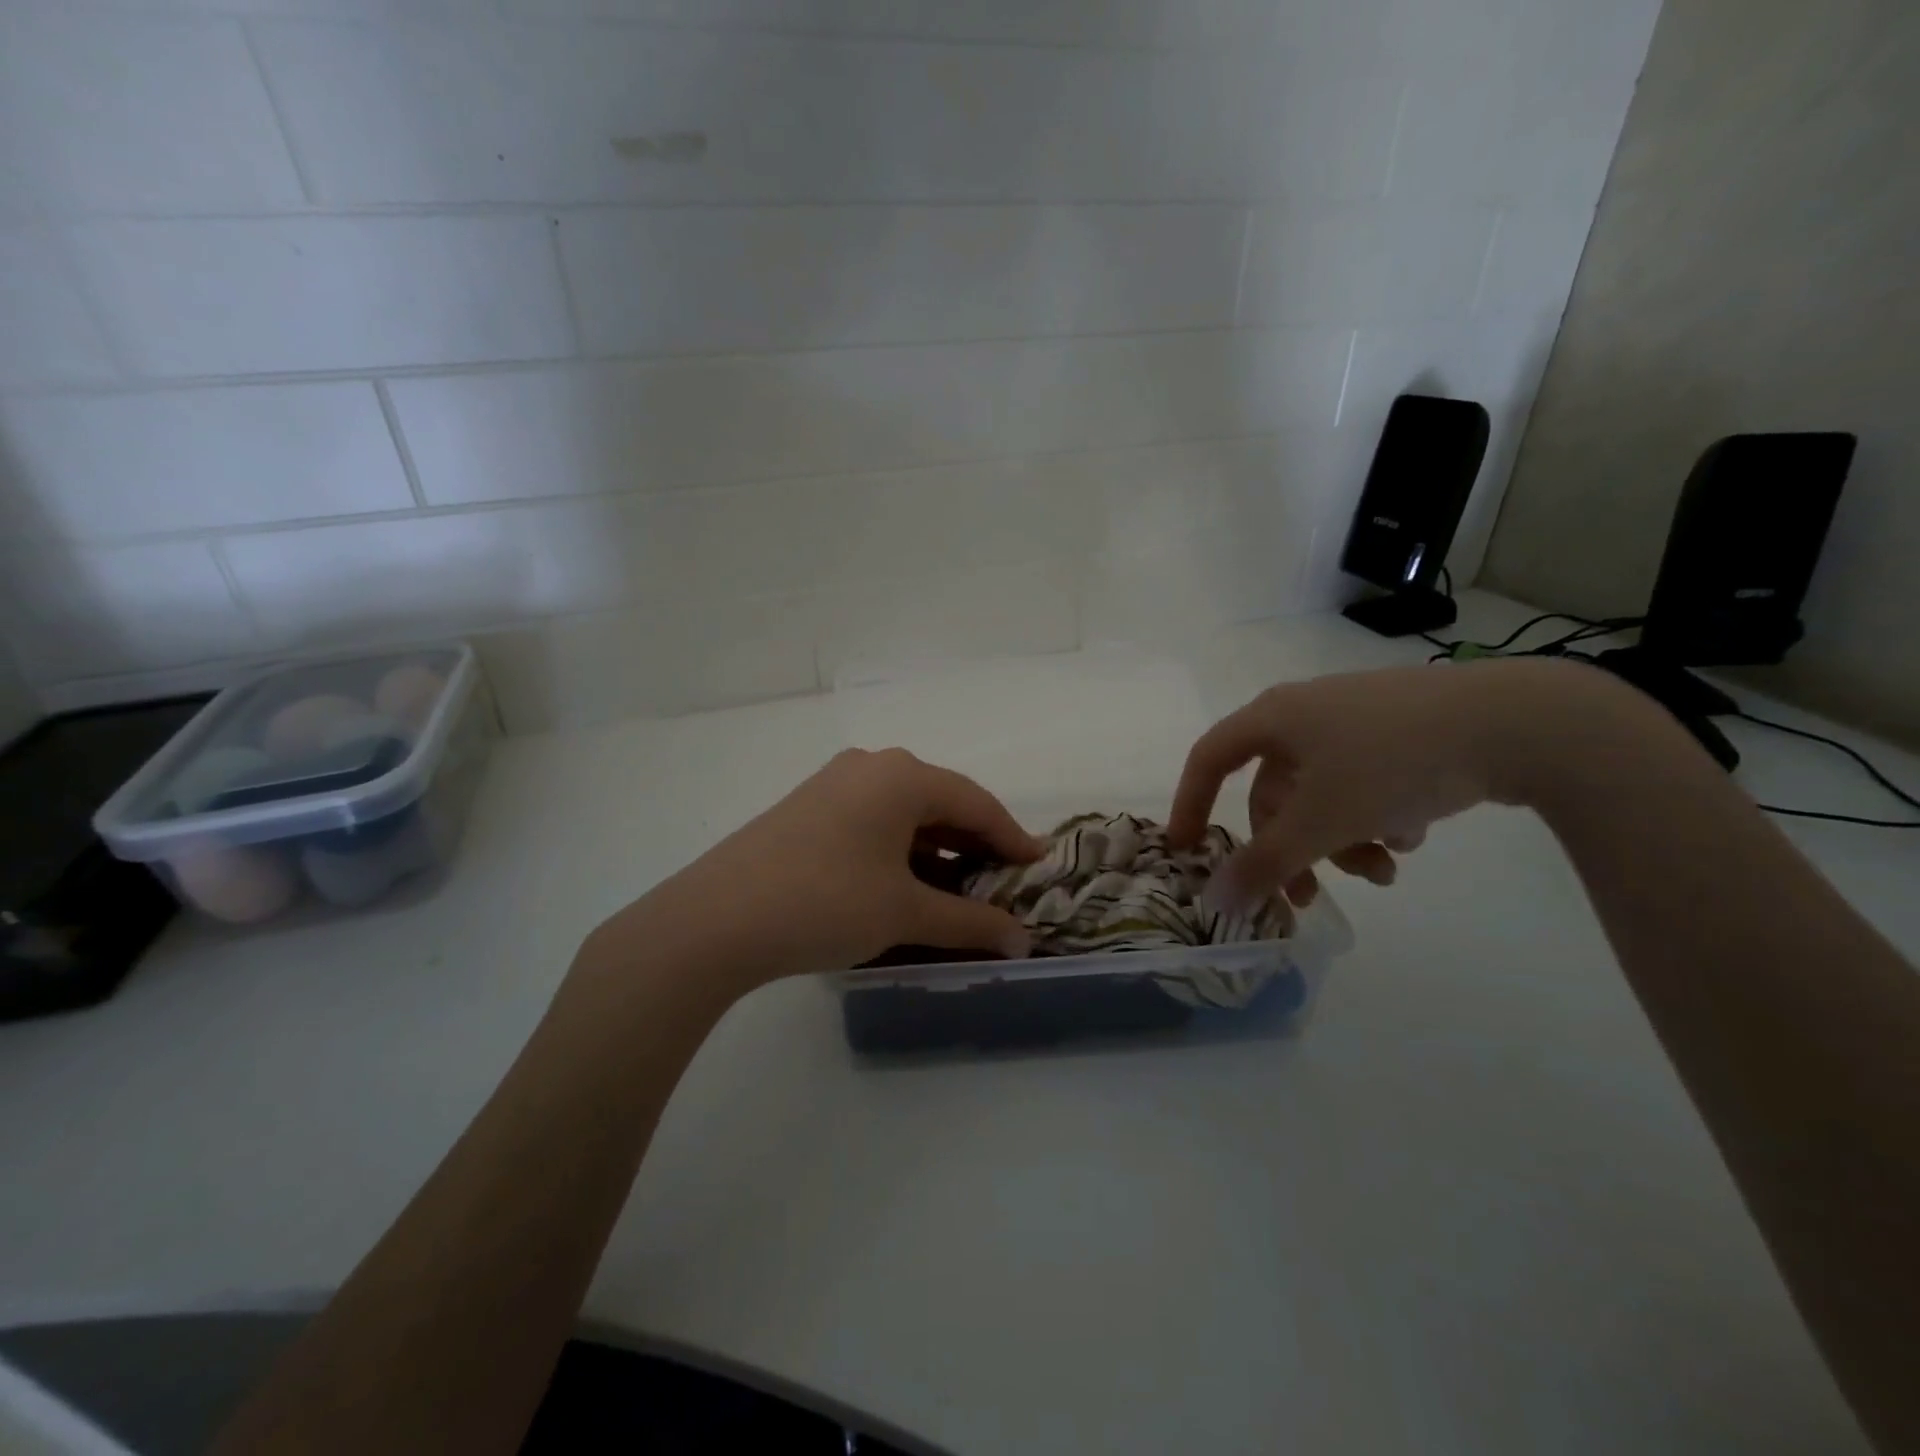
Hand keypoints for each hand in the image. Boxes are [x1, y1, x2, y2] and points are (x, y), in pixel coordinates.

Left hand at [595, 748, 1043, 990]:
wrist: (716, 919)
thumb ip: (970, 922)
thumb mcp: (905, 912)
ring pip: (905, 811)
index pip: (977, 802)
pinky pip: (873, 819)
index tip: (1038, 866)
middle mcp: (871, 766)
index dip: (1013, 836)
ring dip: (937, 847)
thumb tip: (1022, 941)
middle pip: (941, 801)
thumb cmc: (826, 902)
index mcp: (902, 775)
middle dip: (975, 843)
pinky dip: (901, 847)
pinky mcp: (808, 807)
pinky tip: (906, 881)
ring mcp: (834, 783)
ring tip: (959, 887)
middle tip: (1002, 880)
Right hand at [1170, 660, 1563, 909]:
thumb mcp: (1321, 820)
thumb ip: (1264, 863)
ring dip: (1340, 841)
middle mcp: (1306, 713)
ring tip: (1385, 870)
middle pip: (1275, 791)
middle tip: (1309, 896)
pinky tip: (1411, 835)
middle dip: (1293, 847)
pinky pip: (1363, 782)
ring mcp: (1356, 719)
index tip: (1188, 850)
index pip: (1208, 760)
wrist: (1516, 722)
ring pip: (1322, 793)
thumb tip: (1214, 900)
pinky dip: (1374, 817)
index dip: (1190, 804)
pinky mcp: (1401, 730)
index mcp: (1274, 718)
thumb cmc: (1392, 762)